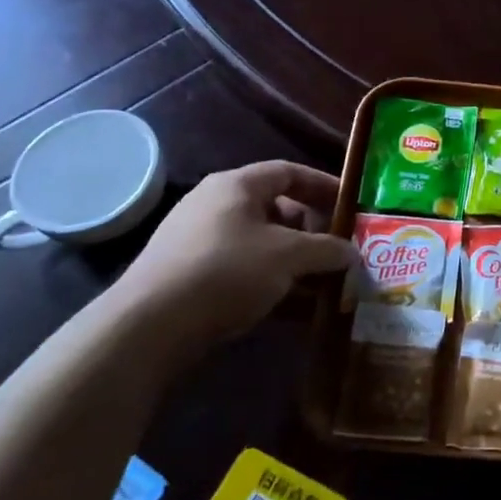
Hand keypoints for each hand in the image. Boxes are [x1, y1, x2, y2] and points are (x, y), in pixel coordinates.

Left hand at [119, 162, 355, 342]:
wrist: (148, 326)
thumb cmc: (227, 271)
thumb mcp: (288, 256)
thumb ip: (326, 250)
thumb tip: (352, 252)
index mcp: (236, 185)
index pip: (289, 172)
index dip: (324, 185)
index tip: (350, 205)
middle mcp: (214, 205)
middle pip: (276, 209)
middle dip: (312, 230)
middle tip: (337, 250)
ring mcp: (198, 241)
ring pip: (260, 244)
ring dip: (293, 261)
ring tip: (322, 283)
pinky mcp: (188, 276)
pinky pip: (241, 270)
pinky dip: (270, 282)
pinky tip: (292, 308)